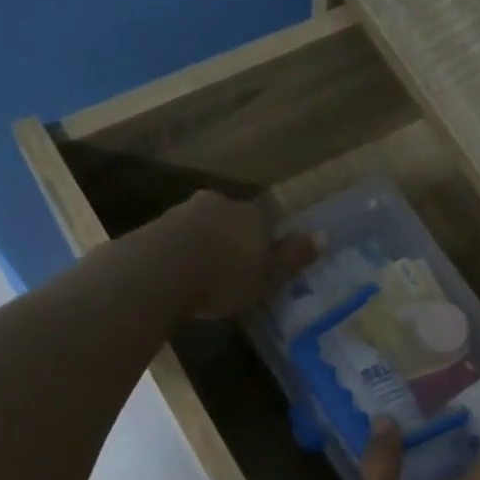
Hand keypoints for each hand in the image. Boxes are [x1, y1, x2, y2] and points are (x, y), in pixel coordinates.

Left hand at [158, 192, 317, 319]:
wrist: (159, 271)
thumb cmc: (224, 277)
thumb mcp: (267, 275)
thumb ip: (292, 256)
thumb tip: (324, 236)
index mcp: (250, 213)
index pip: (264, 220)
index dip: (265, 241)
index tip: (261, 264)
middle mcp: (218, 203)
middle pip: (232, 220)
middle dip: (233, 240)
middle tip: (233, 270)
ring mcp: (183, 212)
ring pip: (203, 226)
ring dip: (206, 245)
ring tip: (206, 275)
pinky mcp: (156, 227)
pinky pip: (177, 239)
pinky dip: (183, 253)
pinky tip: (182, 274)